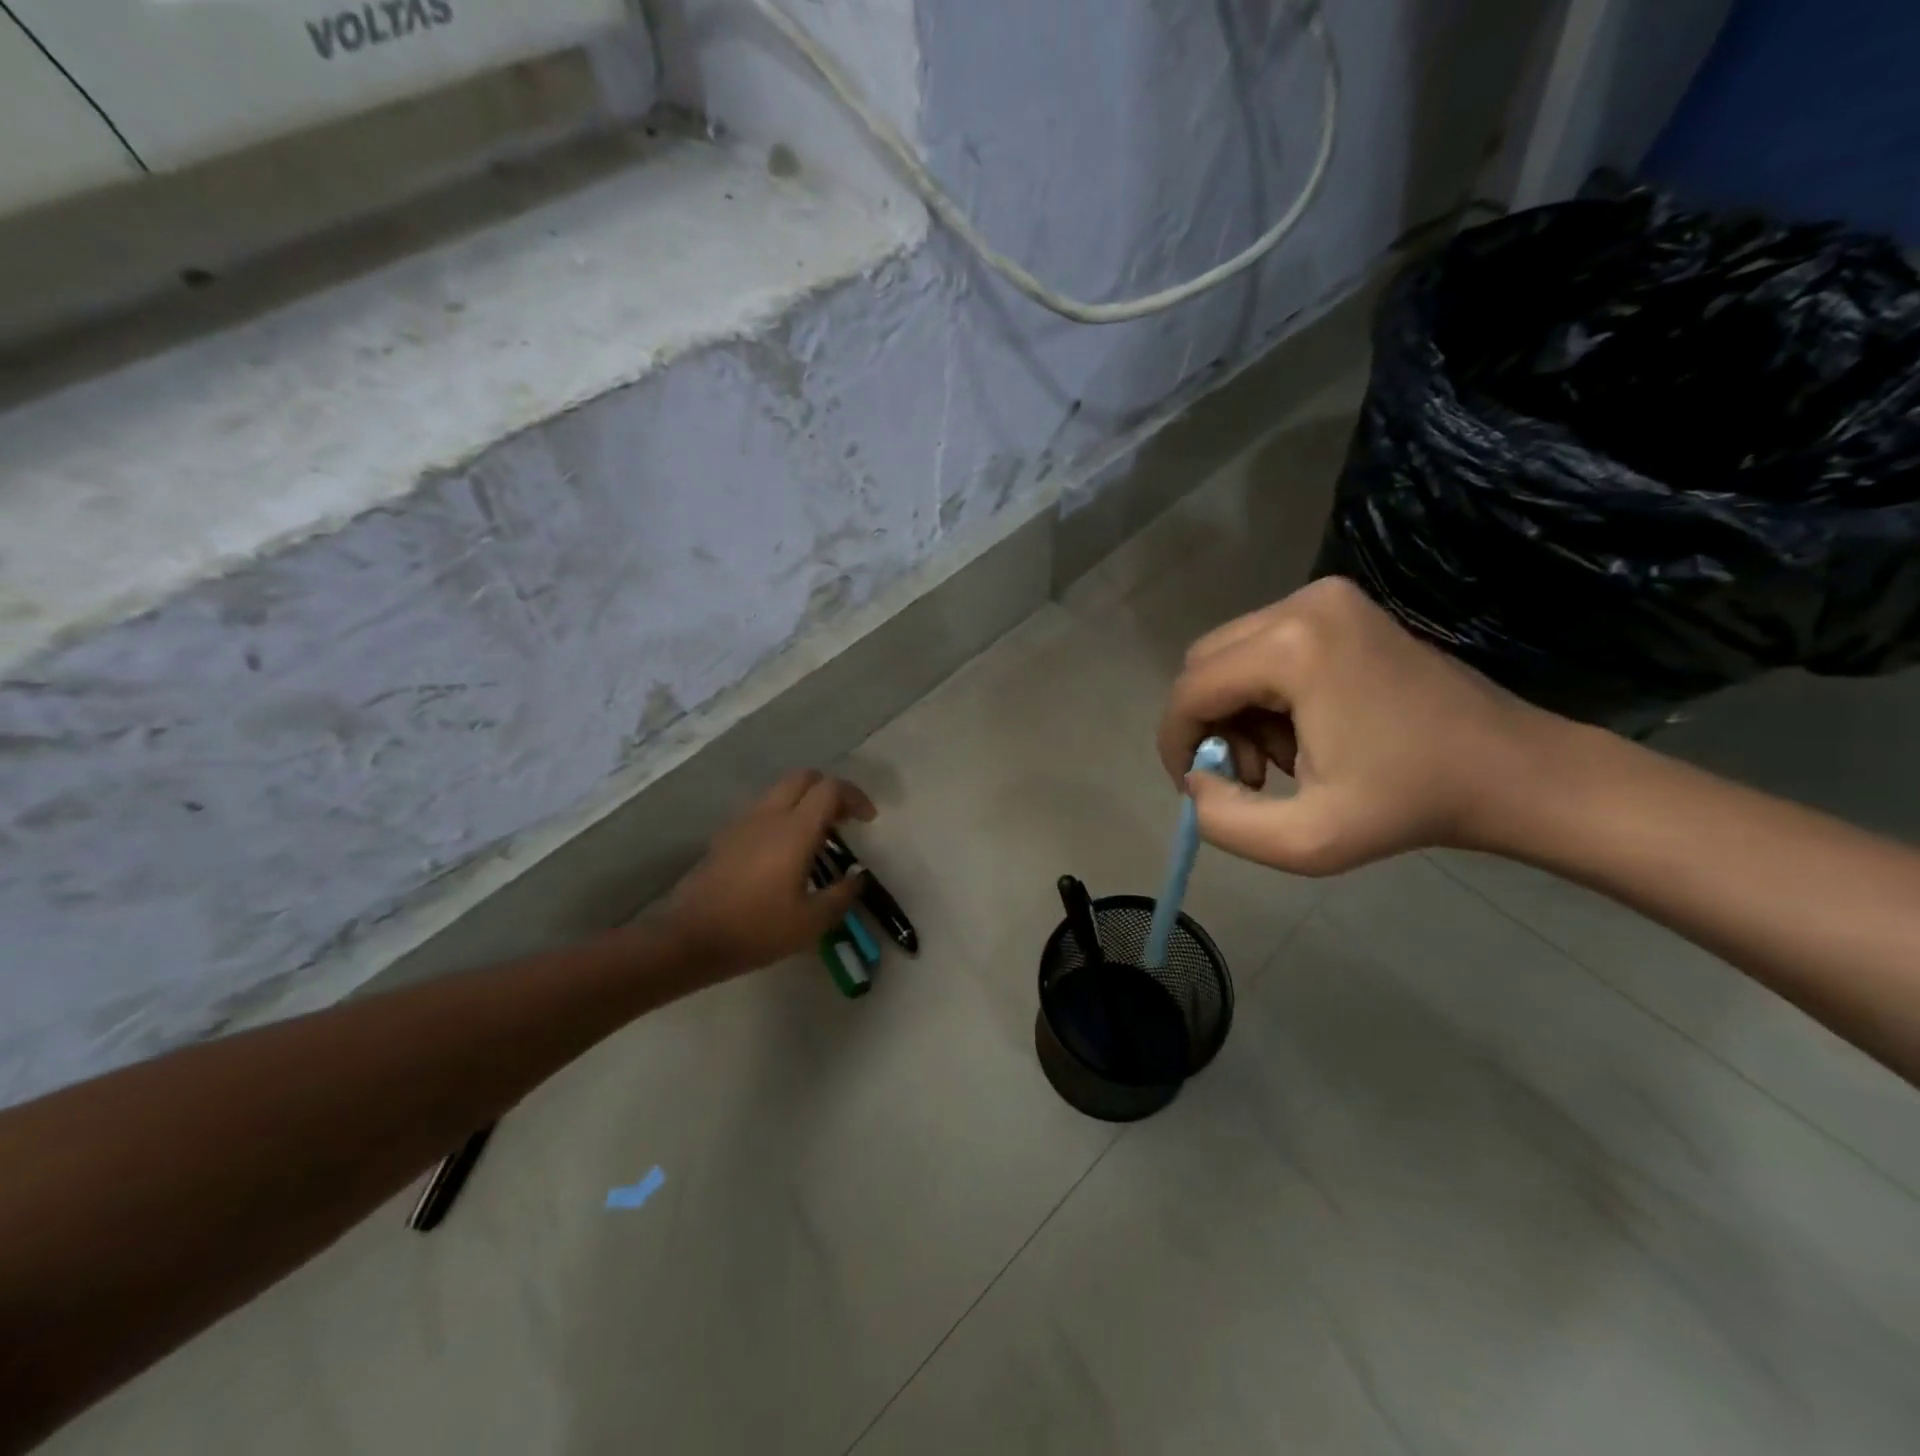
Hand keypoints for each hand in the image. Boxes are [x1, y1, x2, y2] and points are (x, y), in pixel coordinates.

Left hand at [661, 770, 876, 974]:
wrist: (689, 938)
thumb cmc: (756, 929)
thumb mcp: (811, 922)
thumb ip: (841, 895)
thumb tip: (857, 877)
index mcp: (795, 830)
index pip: (831, 789)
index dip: (855, 797)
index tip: (868, 820)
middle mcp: (769, 814)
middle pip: (804, 778)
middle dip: (830, 791)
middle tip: (844, 820)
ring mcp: (743, 822)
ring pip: (781, 790)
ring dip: (805, 801)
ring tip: (818, 836)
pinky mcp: (726, 835)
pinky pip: (762, 809)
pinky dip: (783, 814)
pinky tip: (785, 850)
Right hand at [1157, 577, 1564, 874]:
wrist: (1511, 770)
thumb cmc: (1412, 806)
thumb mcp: (1305, 841)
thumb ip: (1222, 820)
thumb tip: (1195, 780)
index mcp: (1292, 649)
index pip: (1191, 690)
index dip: (1176, 742)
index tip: (1193, 786)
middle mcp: (1301, 604)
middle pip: (1204, 664)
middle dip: (1209, 724)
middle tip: (1248, 775)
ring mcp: (1325, 597)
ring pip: (1231, 655)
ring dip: (1236, 710)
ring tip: (1282, 759)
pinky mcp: (1340, 606)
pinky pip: (1264, 646)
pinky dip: (1264, 692)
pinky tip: (1301, 730)